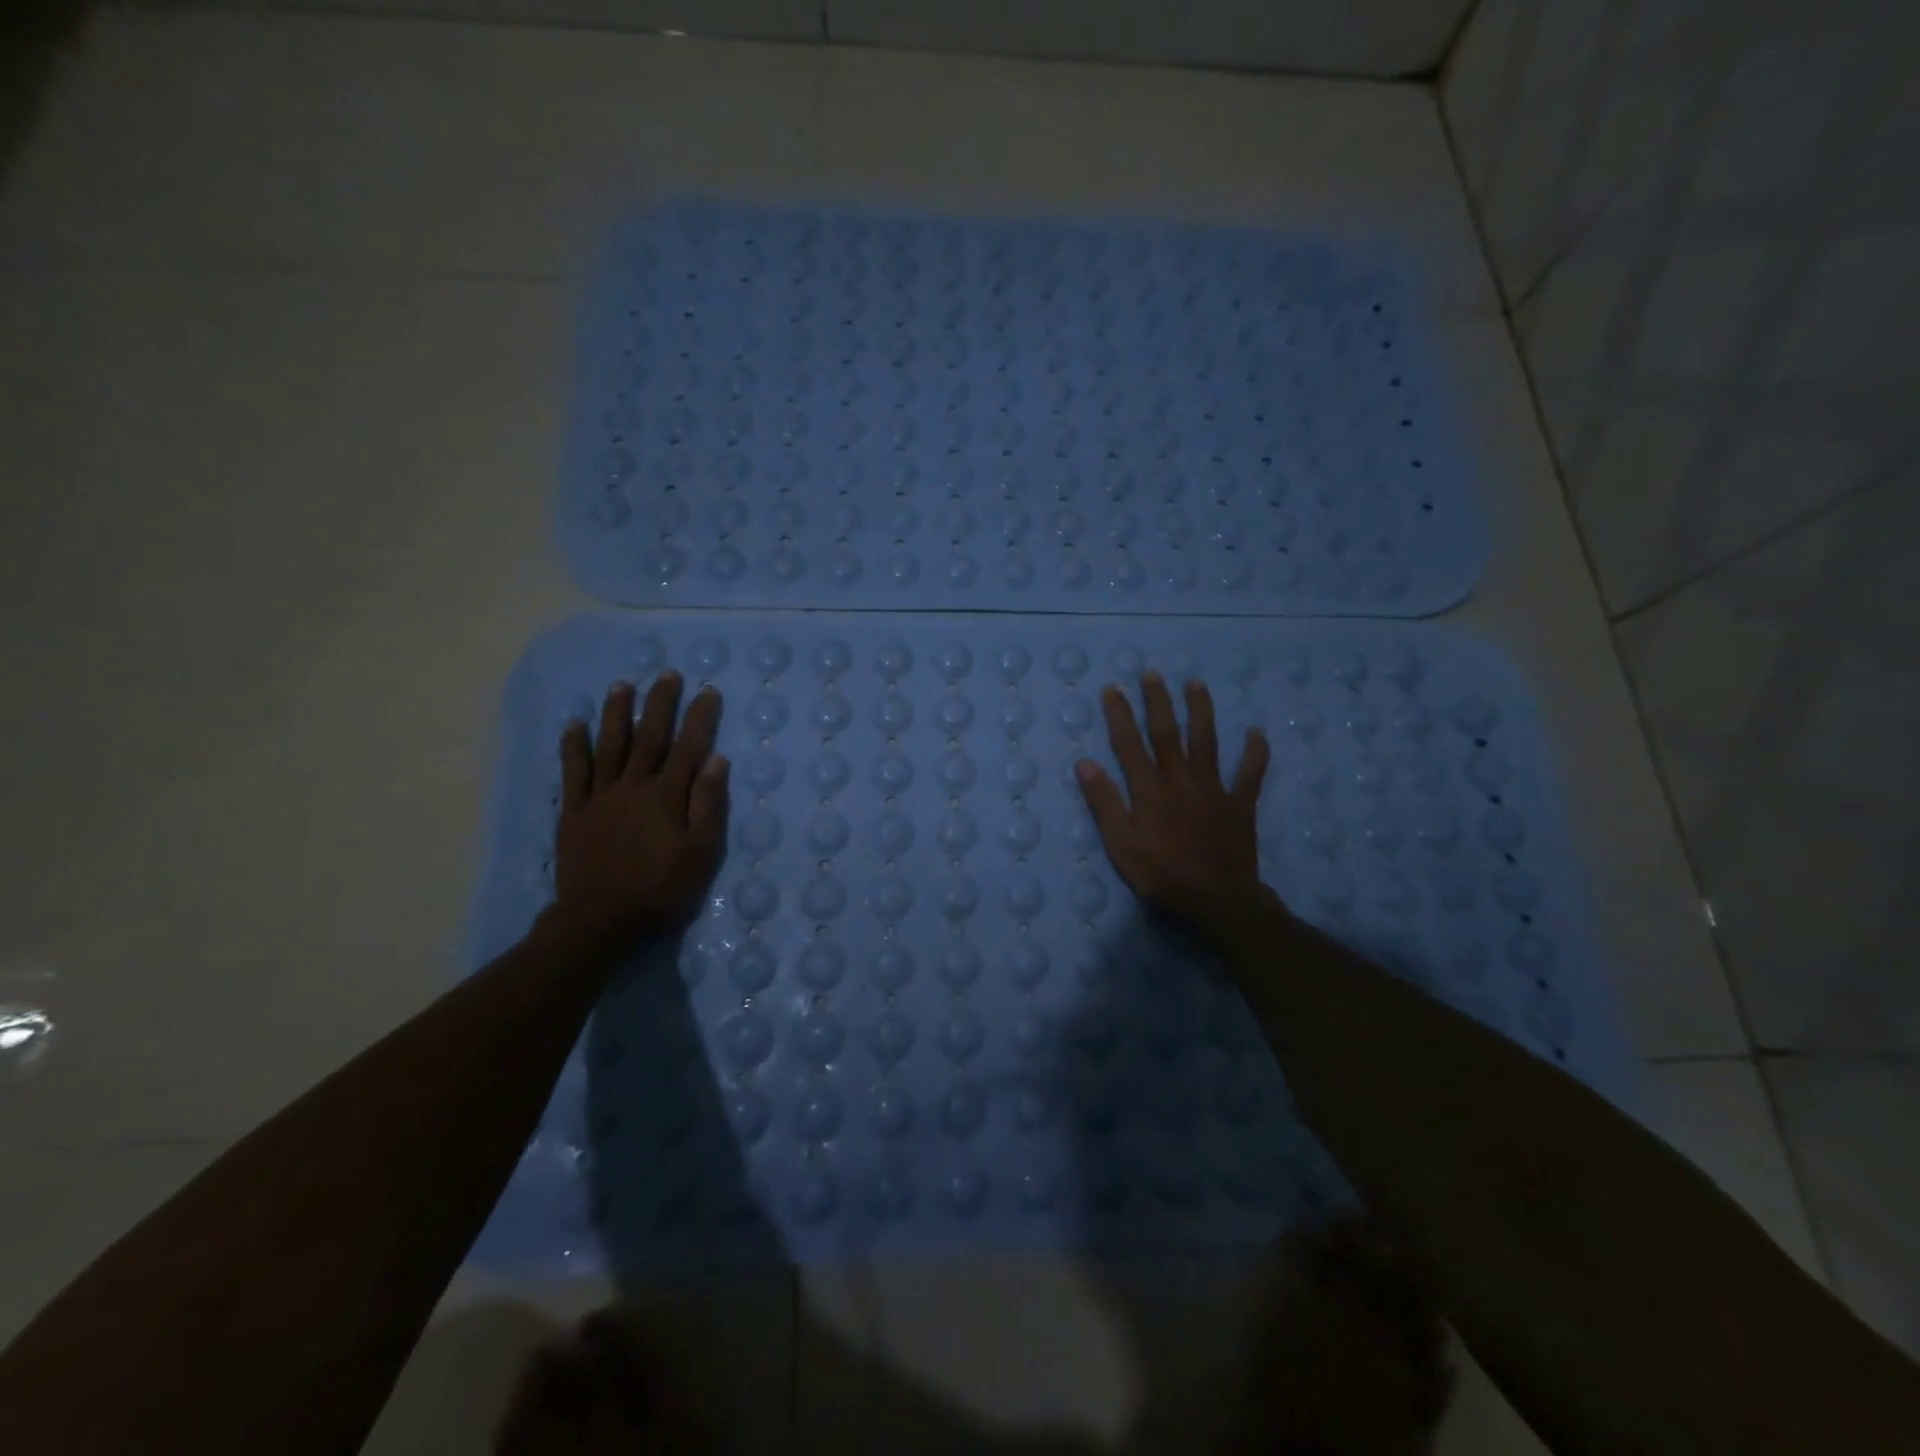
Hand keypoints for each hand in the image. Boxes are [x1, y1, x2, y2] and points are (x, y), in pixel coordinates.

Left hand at [550, 673, 728, 949]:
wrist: (601, 918)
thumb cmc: (661, 888)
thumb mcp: (701, 852)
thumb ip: (708, 804)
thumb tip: (716, 760)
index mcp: (668, 795)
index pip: (689, 747)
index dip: (700, 717)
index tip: (708, 690)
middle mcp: (634, 785)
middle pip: (650, 736)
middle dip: (660, 703)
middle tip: (667, 674)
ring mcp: (600, 796)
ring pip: (610, 745)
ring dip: (617, 713)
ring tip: (621, 685)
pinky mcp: (575, 811)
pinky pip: (573, 772)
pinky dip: (574, 746)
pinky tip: (574, 725)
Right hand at [1074, 672, 1273, 927]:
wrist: (1217, 899)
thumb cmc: (1162, 875)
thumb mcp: (1121, 845)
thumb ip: (1105, 803)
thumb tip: (1085, 763)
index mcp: (1150, 789)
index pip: (1129, 744)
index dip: (1120, 715)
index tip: (1112, 689)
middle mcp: (1181, 779)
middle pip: (1167, 733)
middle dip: (1158, 701)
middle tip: (1152, 674)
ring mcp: (1213, 789)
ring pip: (1206, 741)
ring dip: (1200, 711)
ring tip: (1196, 683)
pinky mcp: (1239, 804)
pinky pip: (1250, 774)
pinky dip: (1255, 753)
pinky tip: (1257, 733)